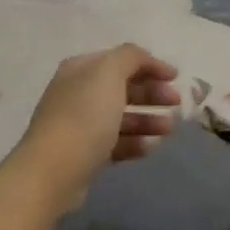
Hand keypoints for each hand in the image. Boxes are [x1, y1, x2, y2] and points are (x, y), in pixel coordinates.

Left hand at [14, 44, 179, 201]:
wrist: (54, 171)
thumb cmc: (84, 116)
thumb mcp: (109, 74)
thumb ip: (131, 57)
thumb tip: (144, 59)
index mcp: (81, 70)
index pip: (120, 60)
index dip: (149, 65)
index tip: (176, 77)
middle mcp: (78, 93)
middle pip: (122, 88)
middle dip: (151, 94)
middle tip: (176, 103)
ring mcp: (80, 125)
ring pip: (121, 117)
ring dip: (148, 120)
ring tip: (169, 129)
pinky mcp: (85, 154)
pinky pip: (115, 143)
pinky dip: (135, 142)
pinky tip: (151, 147)